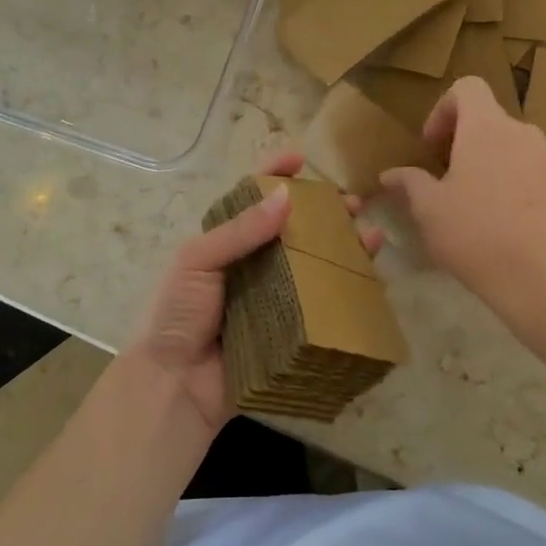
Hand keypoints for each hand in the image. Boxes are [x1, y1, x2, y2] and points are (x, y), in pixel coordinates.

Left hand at [126, 150, 382, 435]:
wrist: (172, 387)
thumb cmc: (176, 314)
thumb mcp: (196, 261)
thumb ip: (239, 230)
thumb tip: (285, 196)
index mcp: (224, 244)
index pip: (252, 200)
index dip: (274, 174)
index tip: (300, 158)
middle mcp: (252, 267)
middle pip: (295, 231)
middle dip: (325, 213)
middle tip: (354, 204)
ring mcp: (273, 301)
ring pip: (314, 266)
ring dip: (344, 248)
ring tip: (372, 236)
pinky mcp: (288, 333)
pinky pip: (321, 307)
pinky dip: (346, 293)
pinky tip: (371, 280)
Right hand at [380, 77, 545, 322]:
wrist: (544, 278)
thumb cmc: (475, 234)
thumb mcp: (429, 210)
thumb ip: (409, 183)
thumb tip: (390, 174)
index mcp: (486, 127)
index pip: (467, 87)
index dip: (443, 109)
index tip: (431, 147)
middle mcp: (522, 133)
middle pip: (488, 119)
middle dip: (462, 141)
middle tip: (445, 177)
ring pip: (511, 146)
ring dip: (488, 163)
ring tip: (473, 203)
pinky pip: (531, 171)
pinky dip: (512, 183)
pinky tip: (503, 222)